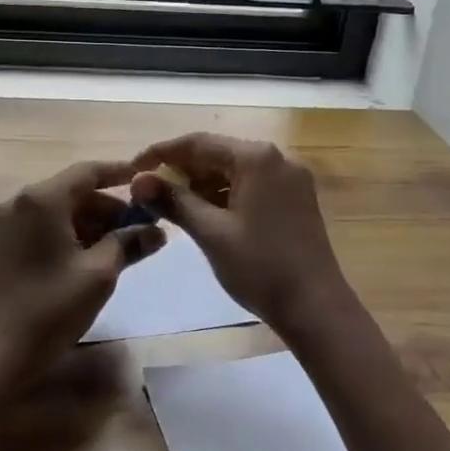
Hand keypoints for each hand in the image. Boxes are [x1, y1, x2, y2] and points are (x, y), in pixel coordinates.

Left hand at [0, 160, 165, 369]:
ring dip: (93, 222)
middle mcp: (21, 201)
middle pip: (74, 191)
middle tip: (143, 227)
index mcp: (42, 199)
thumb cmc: (51, 308)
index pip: (88, 171)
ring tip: (125, 246)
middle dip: (110, 207)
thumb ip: (129, 243)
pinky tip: (95, 256)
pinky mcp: (5, 243)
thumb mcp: (100, 274)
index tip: (148, 181)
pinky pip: (46, 225)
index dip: (120, 173)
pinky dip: (72, 233)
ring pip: (61, 210)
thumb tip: (158, 230)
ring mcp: (8, 223)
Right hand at [129, 134, 350, 334]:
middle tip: (149, 191)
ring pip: (234, 171)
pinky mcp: (295, 199)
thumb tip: (137, 180)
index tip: (132, 169)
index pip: (198, 143)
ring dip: (202, 184)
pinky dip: (225, 195)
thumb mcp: (210, 232)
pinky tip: (205, 214)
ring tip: (172, 205)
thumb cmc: (260, 267)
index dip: (161, 153)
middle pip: (217, 153)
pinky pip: (251, 185)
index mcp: (256, 158)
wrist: (316, 307)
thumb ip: (173, 201)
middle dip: (181, 170)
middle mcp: (277, 158)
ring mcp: (290, 179)